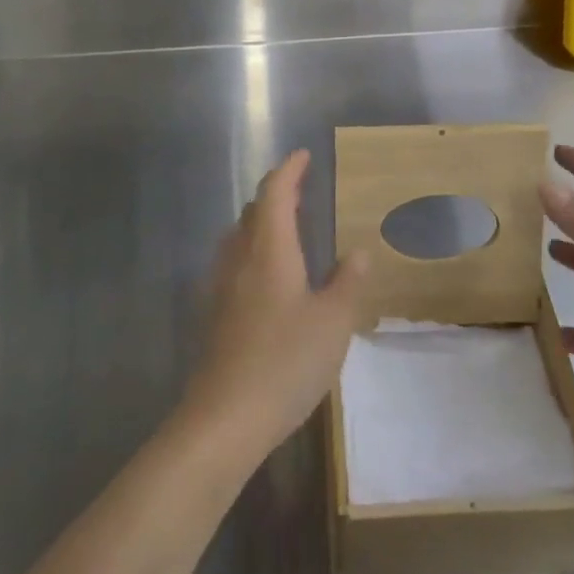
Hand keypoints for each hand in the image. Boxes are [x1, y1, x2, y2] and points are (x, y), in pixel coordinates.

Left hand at [181, 151, 367, 463]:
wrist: (224, 419)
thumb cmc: (285, 362)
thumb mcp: (333, 323)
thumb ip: (347, 283)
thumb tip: (358, 252)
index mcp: (270, 251)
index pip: (275, 194)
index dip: (289, 170)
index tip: (303, 155)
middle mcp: (241, 259)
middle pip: (254, 212)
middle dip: (276, 193)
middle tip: (301, 189)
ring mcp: (222, 287)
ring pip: (240, 237)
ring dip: (262, 221)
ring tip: (287, 226)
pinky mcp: (215, 315)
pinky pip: (235, 263)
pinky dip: (254, 250)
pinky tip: (268, 276)